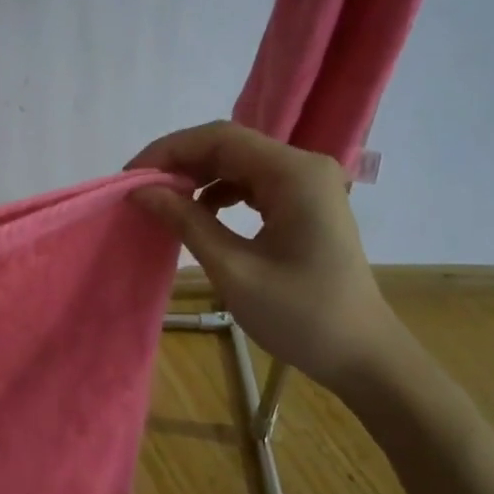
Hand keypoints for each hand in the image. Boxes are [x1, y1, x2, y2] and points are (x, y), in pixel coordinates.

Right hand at [127, 121, 400, 393]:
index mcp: (294, 174)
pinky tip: (198, 215)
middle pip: (229, 146)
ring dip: (197, 177)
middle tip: (139, 191)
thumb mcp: (234, 270)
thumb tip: (141, 191)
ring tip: (162, 203)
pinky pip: (252, 184)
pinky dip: (219, 193)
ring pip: (238, 163)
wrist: (362, 355)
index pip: (220, 138)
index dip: (169, 151)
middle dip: (180, 163)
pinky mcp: (304, 204)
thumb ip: (187, 222)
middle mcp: (303, 167)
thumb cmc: (301, 316)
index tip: (131, 177)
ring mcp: (307, 184)